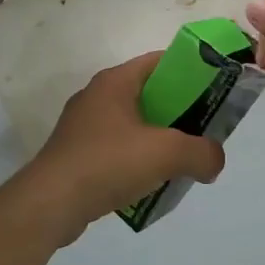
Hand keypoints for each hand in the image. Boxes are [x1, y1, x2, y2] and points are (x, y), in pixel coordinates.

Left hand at [21, 53, 226, 240]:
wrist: (51, 203)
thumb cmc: (109, 163)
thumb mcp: (167, 153)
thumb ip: (202, 153)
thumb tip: (213, 161)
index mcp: (115, 82)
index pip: (160, 62)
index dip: (190, 71)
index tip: (214, 90)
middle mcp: (97, 96)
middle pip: (149, 94)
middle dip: (179, 111)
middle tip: (204, 130)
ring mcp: (83, 127)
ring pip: (133, 125)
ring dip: (158, 139)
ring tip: (182, 160)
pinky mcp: (77, 155)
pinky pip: (117, 150)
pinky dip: (137, 160)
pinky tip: (151, 182)